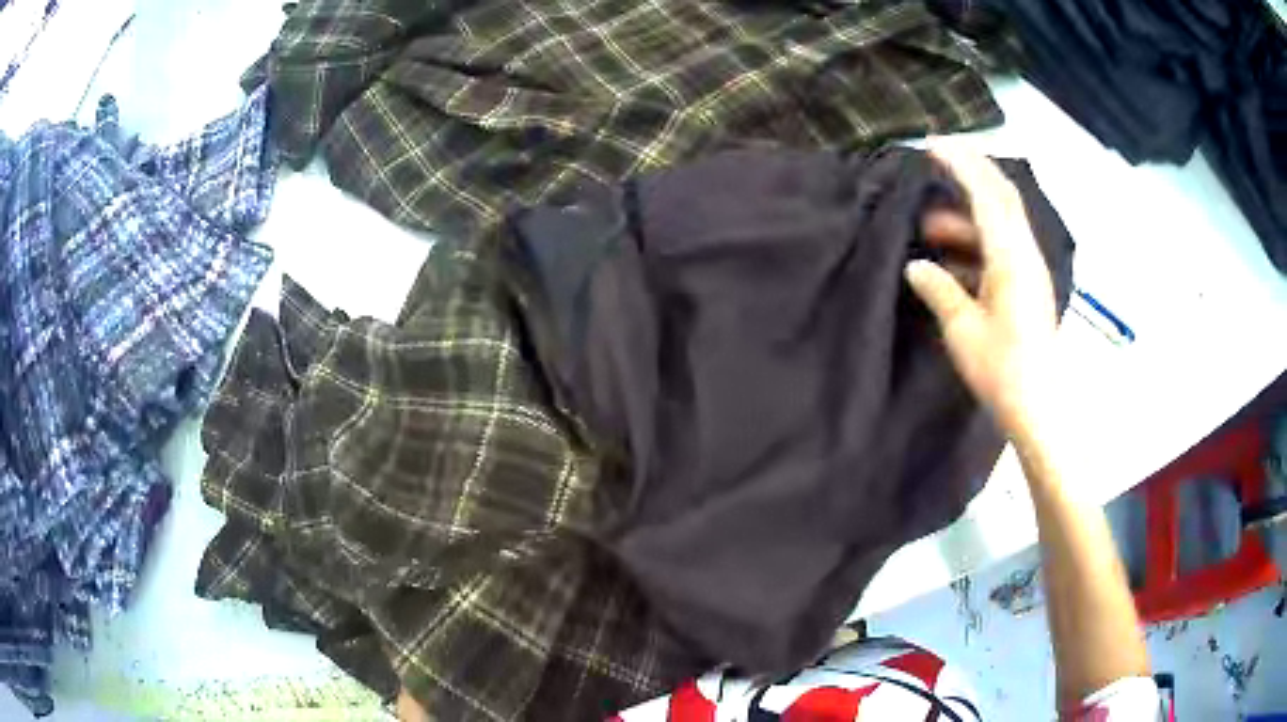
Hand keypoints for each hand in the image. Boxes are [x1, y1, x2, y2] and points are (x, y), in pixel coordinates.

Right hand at [905, 146, 1057, 444]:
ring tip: (930, 226)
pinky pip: (1002, 247)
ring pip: (1001, 223)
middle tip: (935, 162)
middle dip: (970, 172)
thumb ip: (940, 289)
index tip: (931, 145)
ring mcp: (1030, 270)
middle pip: (1002, 197)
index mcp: (1011, 257)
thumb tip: (916, 265)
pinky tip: (953, 257)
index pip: (987, 194)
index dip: (960, 164)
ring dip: (967, 215)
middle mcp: (1025, 254)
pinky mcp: (1029, 287)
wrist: (1041, 409)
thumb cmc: (1003, 370)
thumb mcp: (963, 329)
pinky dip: (977, 240)